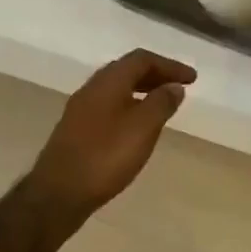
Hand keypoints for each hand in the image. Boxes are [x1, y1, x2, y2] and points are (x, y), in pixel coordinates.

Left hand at [28, 49, 196, 230]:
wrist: (59, 192)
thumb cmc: (106, 156)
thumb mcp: (143, 127)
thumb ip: (161, 103)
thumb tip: (174, 86)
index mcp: (108, 81)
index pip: (142, 59)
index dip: (169, 65)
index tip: (192, 78)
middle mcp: (91, 88)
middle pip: (127, 71)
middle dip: (155, 75)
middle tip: (178, 88)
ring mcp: (80, 109)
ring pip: (116, 89)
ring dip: (141, 91)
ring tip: (162, 106)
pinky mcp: (75, 129)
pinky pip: (108, 106)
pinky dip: (129, 107)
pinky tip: (136, 127)